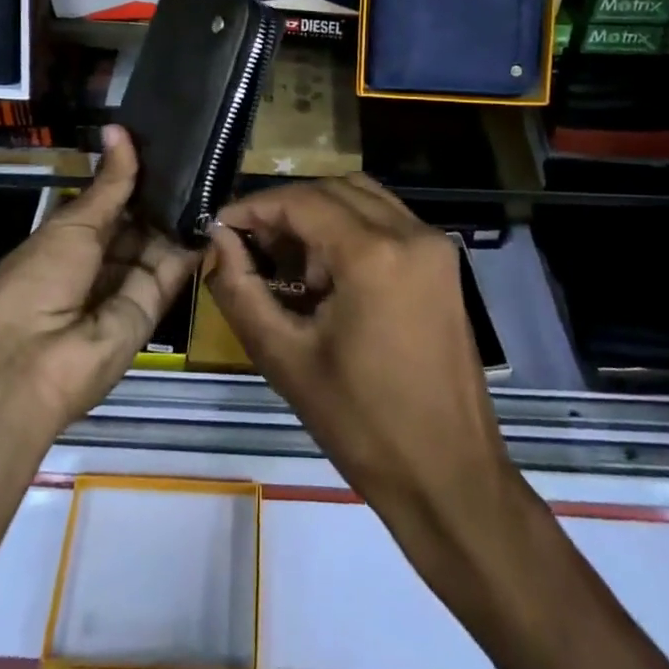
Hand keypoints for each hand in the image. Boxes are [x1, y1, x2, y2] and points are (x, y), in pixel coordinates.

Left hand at [0, 126, 199, 440]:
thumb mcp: (72, 225)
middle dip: (162, 190)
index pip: (109, 199)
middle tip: (198, 148)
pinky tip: (215, 206)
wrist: (30, 366)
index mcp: (69, 238)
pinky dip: (193, 241)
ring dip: (181, 211)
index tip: (164, 139)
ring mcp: (127, 283)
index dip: (132, 172)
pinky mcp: (153, 306)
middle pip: (138, 220)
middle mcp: (100, 260)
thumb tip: (119, 130)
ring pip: (159, 240)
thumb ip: (109, 184)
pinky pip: (175, 268)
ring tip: (213, 167)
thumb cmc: (35, 282)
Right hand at [204, 175, 512, 524]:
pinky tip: (327, 271)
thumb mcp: (286, 359)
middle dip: (285, 209)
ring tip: (286, 258)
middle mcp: (411, 232)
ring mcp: (434, 245)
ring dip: (319, 213)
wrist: (451, 480)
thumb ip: (241, 290)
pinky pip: (387, 219)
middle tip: (250, 244)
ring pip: (362, 197)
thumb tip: (217, 241)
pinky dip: (350, 226)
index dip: (254, 206)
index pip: (302, 200)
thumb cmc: (363, 426)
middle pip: (332, 189)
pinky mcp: (443, 263)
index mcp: (374, 254)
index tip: (220, 227)